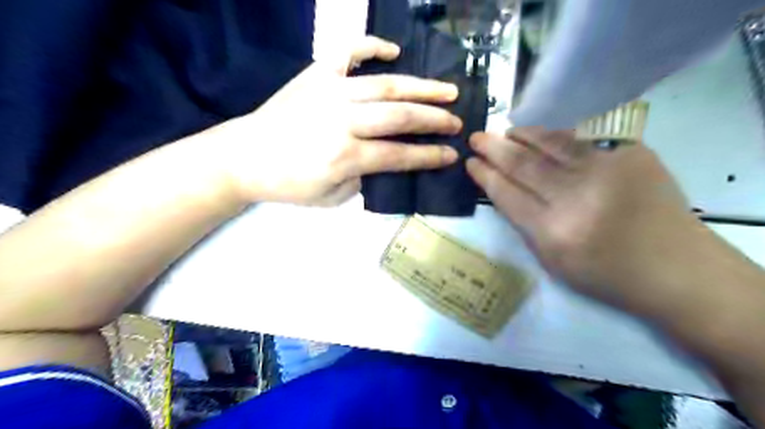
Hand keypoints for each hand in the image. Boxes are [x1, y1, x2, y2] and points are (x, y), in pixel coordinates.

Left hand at [206, 35, 462, 205]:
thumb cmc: (288, 184)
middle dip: (434, 120)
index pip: (400, 155)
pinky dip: (371, 47)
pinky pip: (348, 52)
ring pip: (385, 85)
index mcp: (346, 156)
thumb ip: (364, 178)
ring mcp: (330, 91)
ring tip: (447, 90)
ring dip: (421, 87)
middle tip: (457, 122)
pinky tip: (393, 51)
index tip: (452, 154)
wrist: (245, 157)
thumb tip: (384, 160)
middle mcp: (343, 119)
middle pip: (400, 116)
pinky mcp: (316, 75)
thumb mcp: (331, 197)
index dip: (429, 156)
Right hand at [467, 127, 711, 311]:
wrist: (676, 267)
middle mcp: (576, 196)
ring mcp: (606, 169)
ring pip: (551, 144)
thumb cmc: (606, 274)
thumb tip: (504, 190)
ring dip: (522, 136)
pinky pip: (580, 140)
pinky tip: (540, 136)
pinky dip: (554, 138)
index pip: (507, 194)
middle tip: (476, 137)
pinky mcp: (630, 153)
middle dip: (494, 148)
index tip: (471, 162)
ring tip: (504, 132)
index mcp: (553, 231)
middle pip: (523, 164)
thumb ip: (525, 224)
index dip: (485, 175)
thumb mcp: (552, 261)